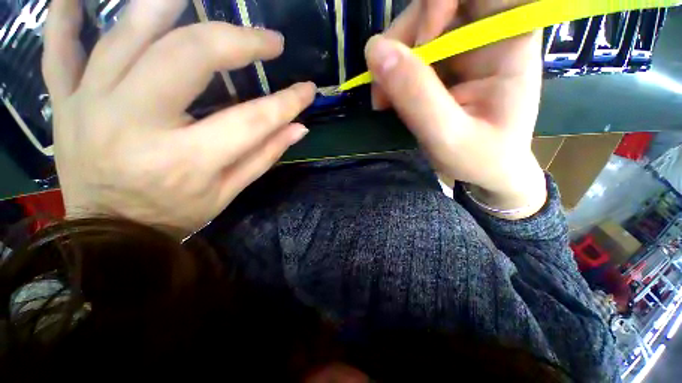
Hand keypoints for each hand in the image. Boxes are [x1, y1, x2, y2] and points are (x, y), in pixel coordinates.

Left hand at [43, 0, 315, 235]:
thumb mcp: (228, 192)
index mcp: (187, 159)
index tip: (308, 89)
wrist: (109, 234)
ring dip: (166, 4)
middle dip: (237, 41)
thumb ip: (265, 156)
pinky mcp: (66, 101)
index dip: (286, 102)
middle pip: (188, 57)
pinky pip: (59, 47)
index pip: (252, 119)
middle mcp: (135, 122)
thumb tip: (299, 128)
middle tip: (268, 40)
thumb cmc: (176, 213)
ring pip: (127, 35)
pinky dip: (67, 13)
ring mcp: (90, 104)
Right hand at [366, 0, 546, 218]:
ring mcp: (462, 45)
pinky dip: (392, 75)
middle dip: (401, 42)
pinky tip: (391, 100)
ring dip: (391, 63)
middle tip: (385, 91)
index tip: (420, 44)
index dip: (438, 1)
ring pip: (414, 27)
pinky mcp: (444, 62)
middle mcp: (487, 32)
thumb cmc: (480, 158)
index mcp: (509, 39)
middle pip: (434, 5)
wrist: (487, 170)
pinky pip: (408, 52)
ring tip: (385, 104)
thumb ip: (416, 96)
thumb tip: (374, 52)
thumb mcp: (448, 136)